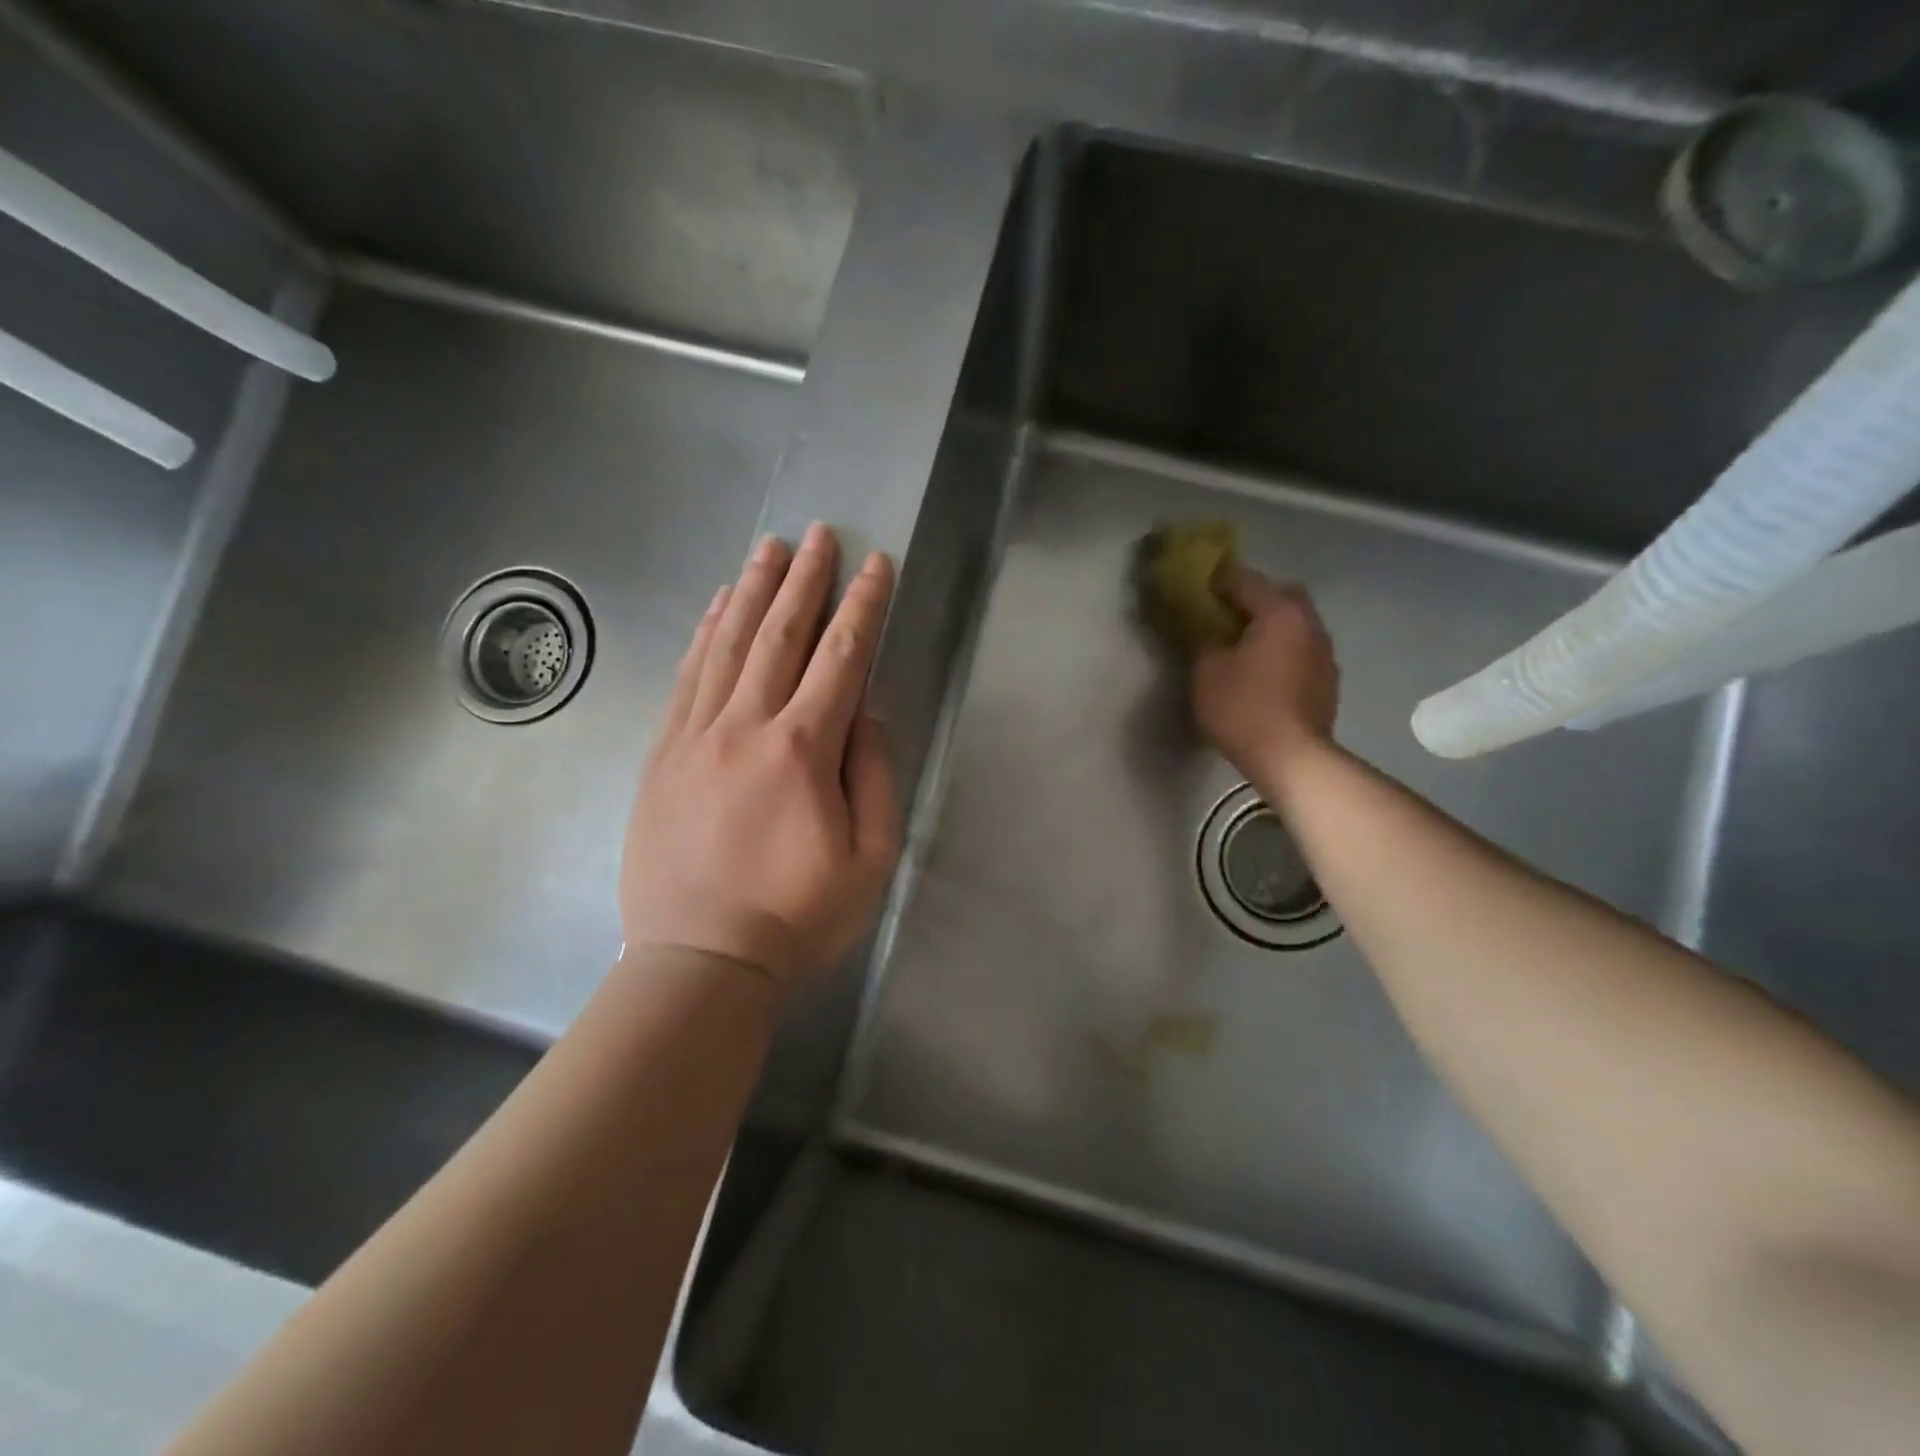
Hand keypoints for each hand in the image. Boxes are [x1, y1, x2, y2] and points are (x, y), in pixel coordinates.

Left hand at [620, 525, 901, 990]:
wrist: (700, 963)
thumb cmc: (798, 918)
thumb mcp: (869, 858)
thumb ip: (872, 774)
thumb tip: (867, 708)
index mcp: (802, 750)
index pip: (842, 659)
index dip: (864, 607)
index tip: (877, 564)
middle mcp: (745, 726)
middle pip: (780, 635)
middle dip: (806, 580)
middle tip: (821, 534)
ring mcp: (694, 736)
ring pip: (727, 644)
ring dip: (753, 591)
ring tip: (770, 548)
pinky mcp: (661, 755)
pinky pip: (686, 678)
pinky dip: (704, 634)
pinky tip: (718, 607)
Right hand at [1192, 571, 1339, 789]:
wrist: (1291, 758)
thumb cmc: (1243, 707)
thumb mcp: (1207, 670)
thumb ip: (1203, 638)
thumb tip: (1204, 625)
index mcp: (1280, 612)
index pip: (1246, 580)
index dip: (1217, 584)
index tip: (1196, 596)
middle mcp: (1310, 624)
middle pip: (1281, 596)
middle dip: (1253, 603)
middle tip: (1224, 623)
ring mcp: (1325, 653)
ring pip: (1295, 625)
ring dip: (1271, 630)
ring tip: (1243, 653)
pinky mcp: (1328, 682)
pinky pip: (1302, 652)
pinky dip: (1283, 655)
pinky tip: (1264, 678)